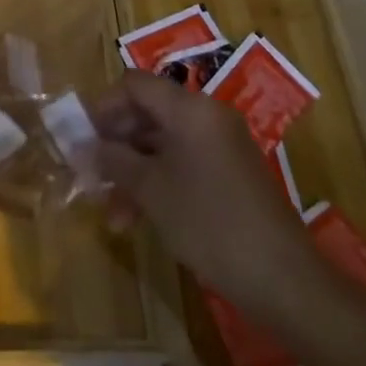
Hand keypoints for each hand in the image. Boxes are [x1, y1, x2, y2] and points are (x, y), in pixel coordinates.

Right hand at [91, 71, 319, 321]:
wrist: (284, 280)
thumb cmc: (209, 222)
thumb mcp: (151, 190)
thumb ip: (114, 160)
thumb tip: (85, 145)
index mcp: (190, 109)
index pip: (135, 85)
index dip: (104, 106)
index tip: (82, 137)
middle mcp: (207, 117)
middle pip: (148, 113)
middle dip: (116, 145)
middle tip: (91, 174)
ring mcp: (222, 146)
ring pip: (163, 144)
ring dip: (134, 172)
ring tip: (112, 214)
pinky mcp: (230, 175)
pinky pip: (183, 163)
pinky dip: (158, 183)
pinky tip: (139, 219)